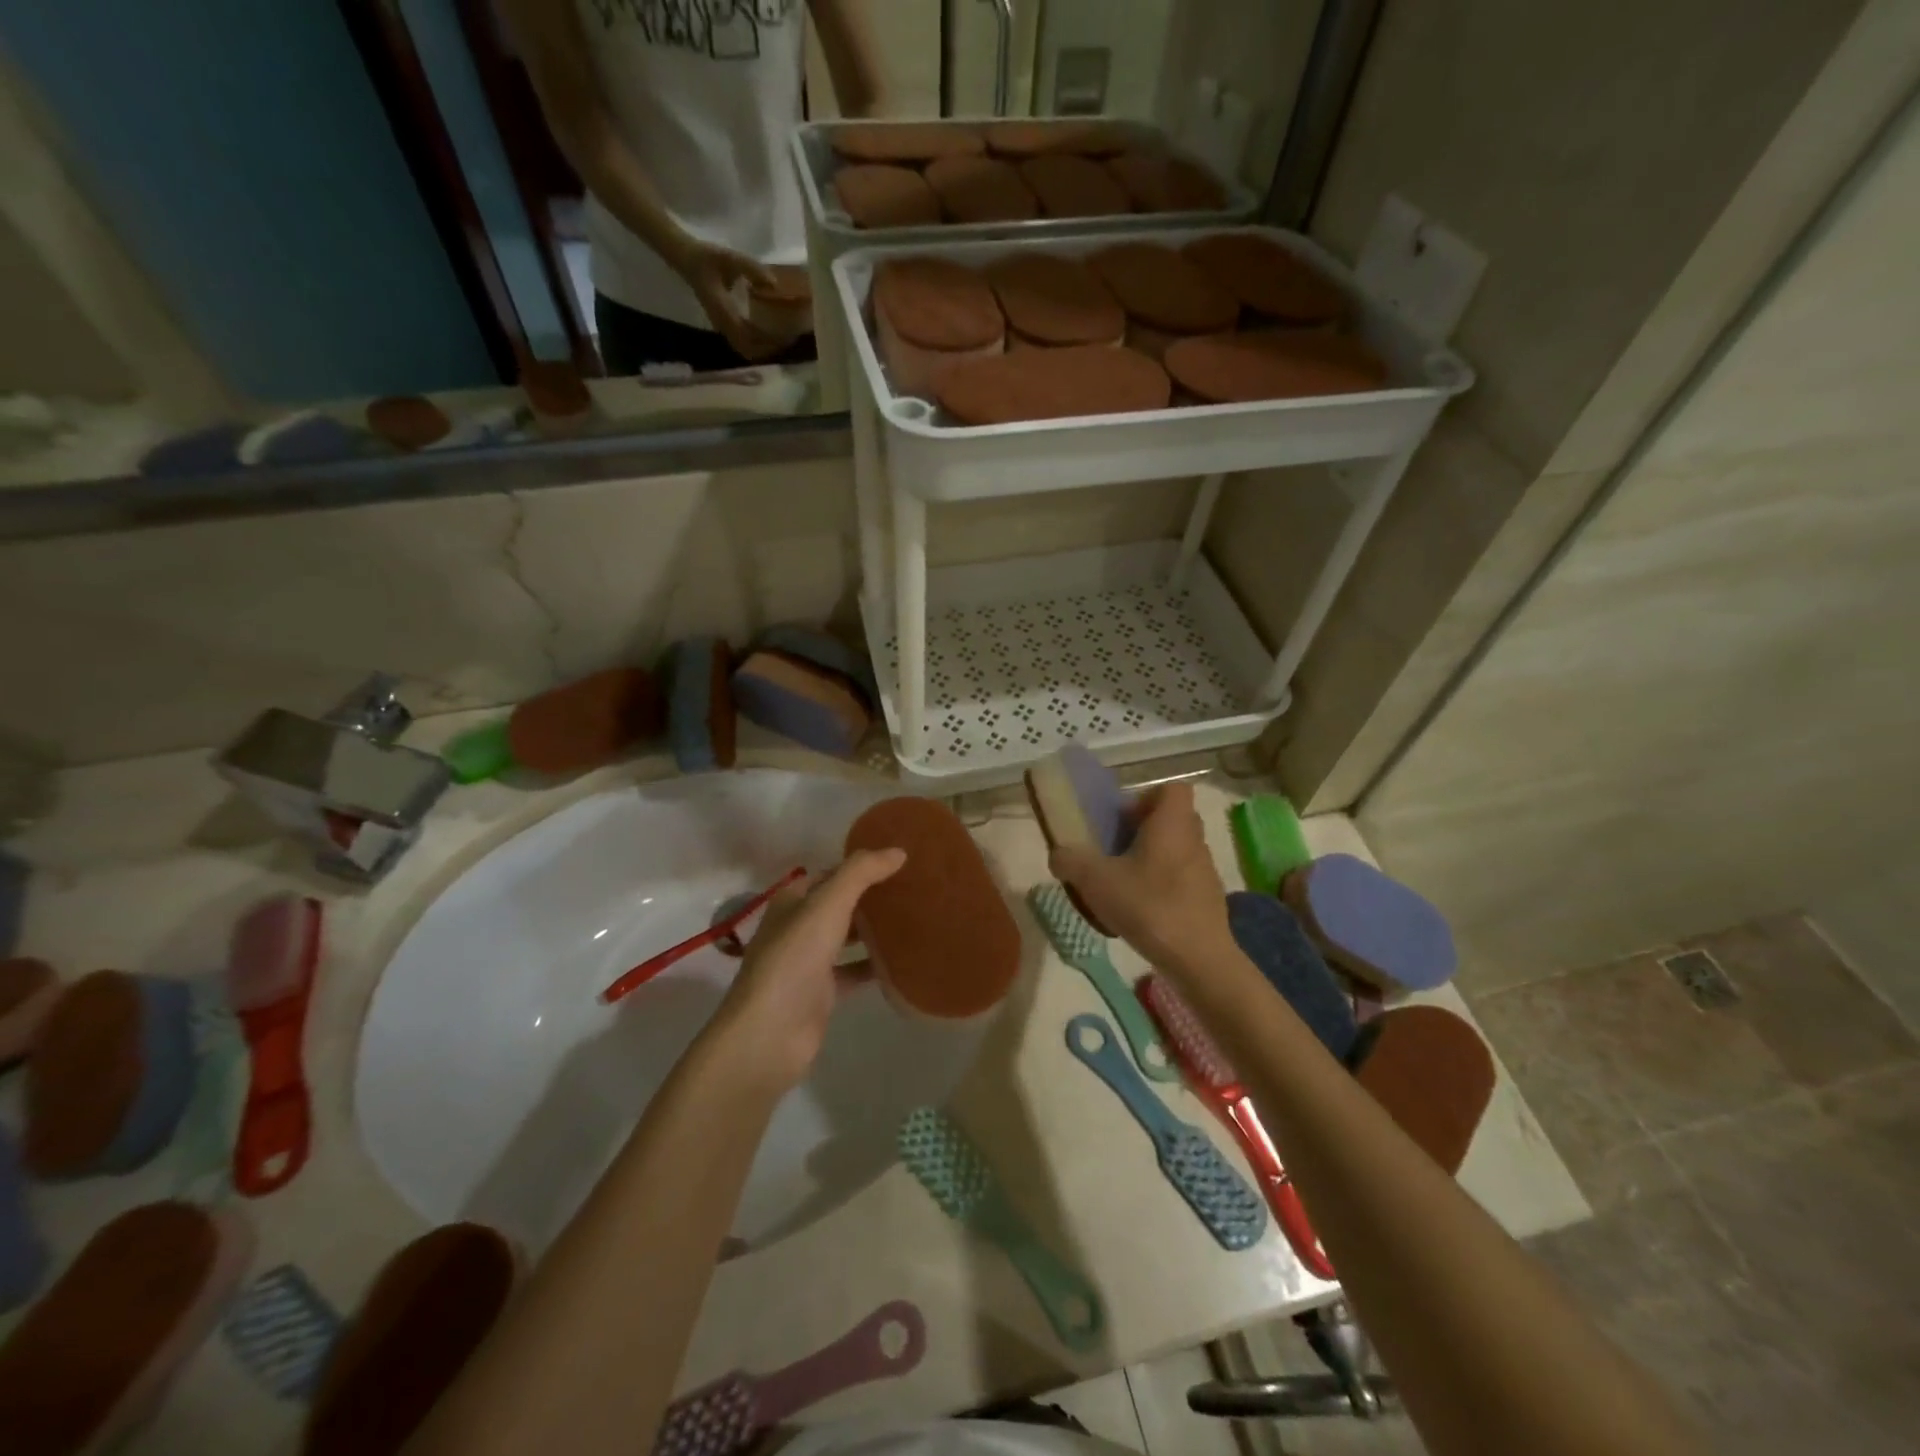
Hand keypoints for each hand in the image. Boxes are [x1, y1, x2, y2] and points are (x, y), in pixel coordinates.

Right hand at [665, 234, 787, 361]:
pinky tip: (770, 333)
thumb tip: (774, 284)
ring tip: (782, 339)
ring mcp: (723, 326)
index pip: (747, 336)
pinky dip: (757, 342)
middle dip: (768, 349)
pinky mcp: (725, 324)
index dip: (766, 341)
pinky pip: (742, 341)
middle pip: (748, 349)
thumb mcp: (730, 258)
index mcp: (723, 312)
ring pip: (745, 348)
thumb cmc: (706, 257)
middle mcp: (723, 324)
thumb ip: (752, 269)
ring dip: (763, 348)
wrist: (687, 259)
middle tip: (788, 340)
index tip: (785, 337)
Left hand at [713, 849, 905, 1090]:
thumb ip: (862, 873)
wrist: (771, 1032)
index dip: (858, 866)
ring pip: (846, 937)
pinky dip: (874, 966)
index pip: (830, 874)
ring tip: (915, 918)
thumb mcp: (828, 904)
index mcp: (792, 901)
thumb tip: (898, 851)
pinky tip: (904, 961)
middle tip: (913, 888)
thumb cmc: (795, 957)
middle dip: (871, 897)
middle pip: (839, 904)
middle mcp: (798, 927)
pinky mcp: (821, 994)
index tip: (896, 862)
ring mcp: (809, 962)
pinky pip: (854, 972)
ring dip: (874, 930)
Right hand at [1049, 782, 1233, 978]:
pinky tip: (1142, 912)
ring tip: (1124, 885)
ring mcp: (1206, 870)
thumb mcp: (1095, 880)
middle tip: (1115, 850)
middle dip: (1143, 830)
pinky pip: (1182, 880)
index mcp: (1172, 823)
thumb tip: (1058, 854)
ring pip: (1177, 851)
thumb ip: (1070, 860)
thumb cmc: (1148, 906)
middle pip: (1172, 820)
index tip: (1122, 820)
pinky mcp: (1209, 900)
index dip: (1146, 798)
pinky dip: (1163, 887)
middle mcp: (1194, 839)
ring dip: (1152, 860)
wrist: (1198, 959)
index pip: (1171, 789)